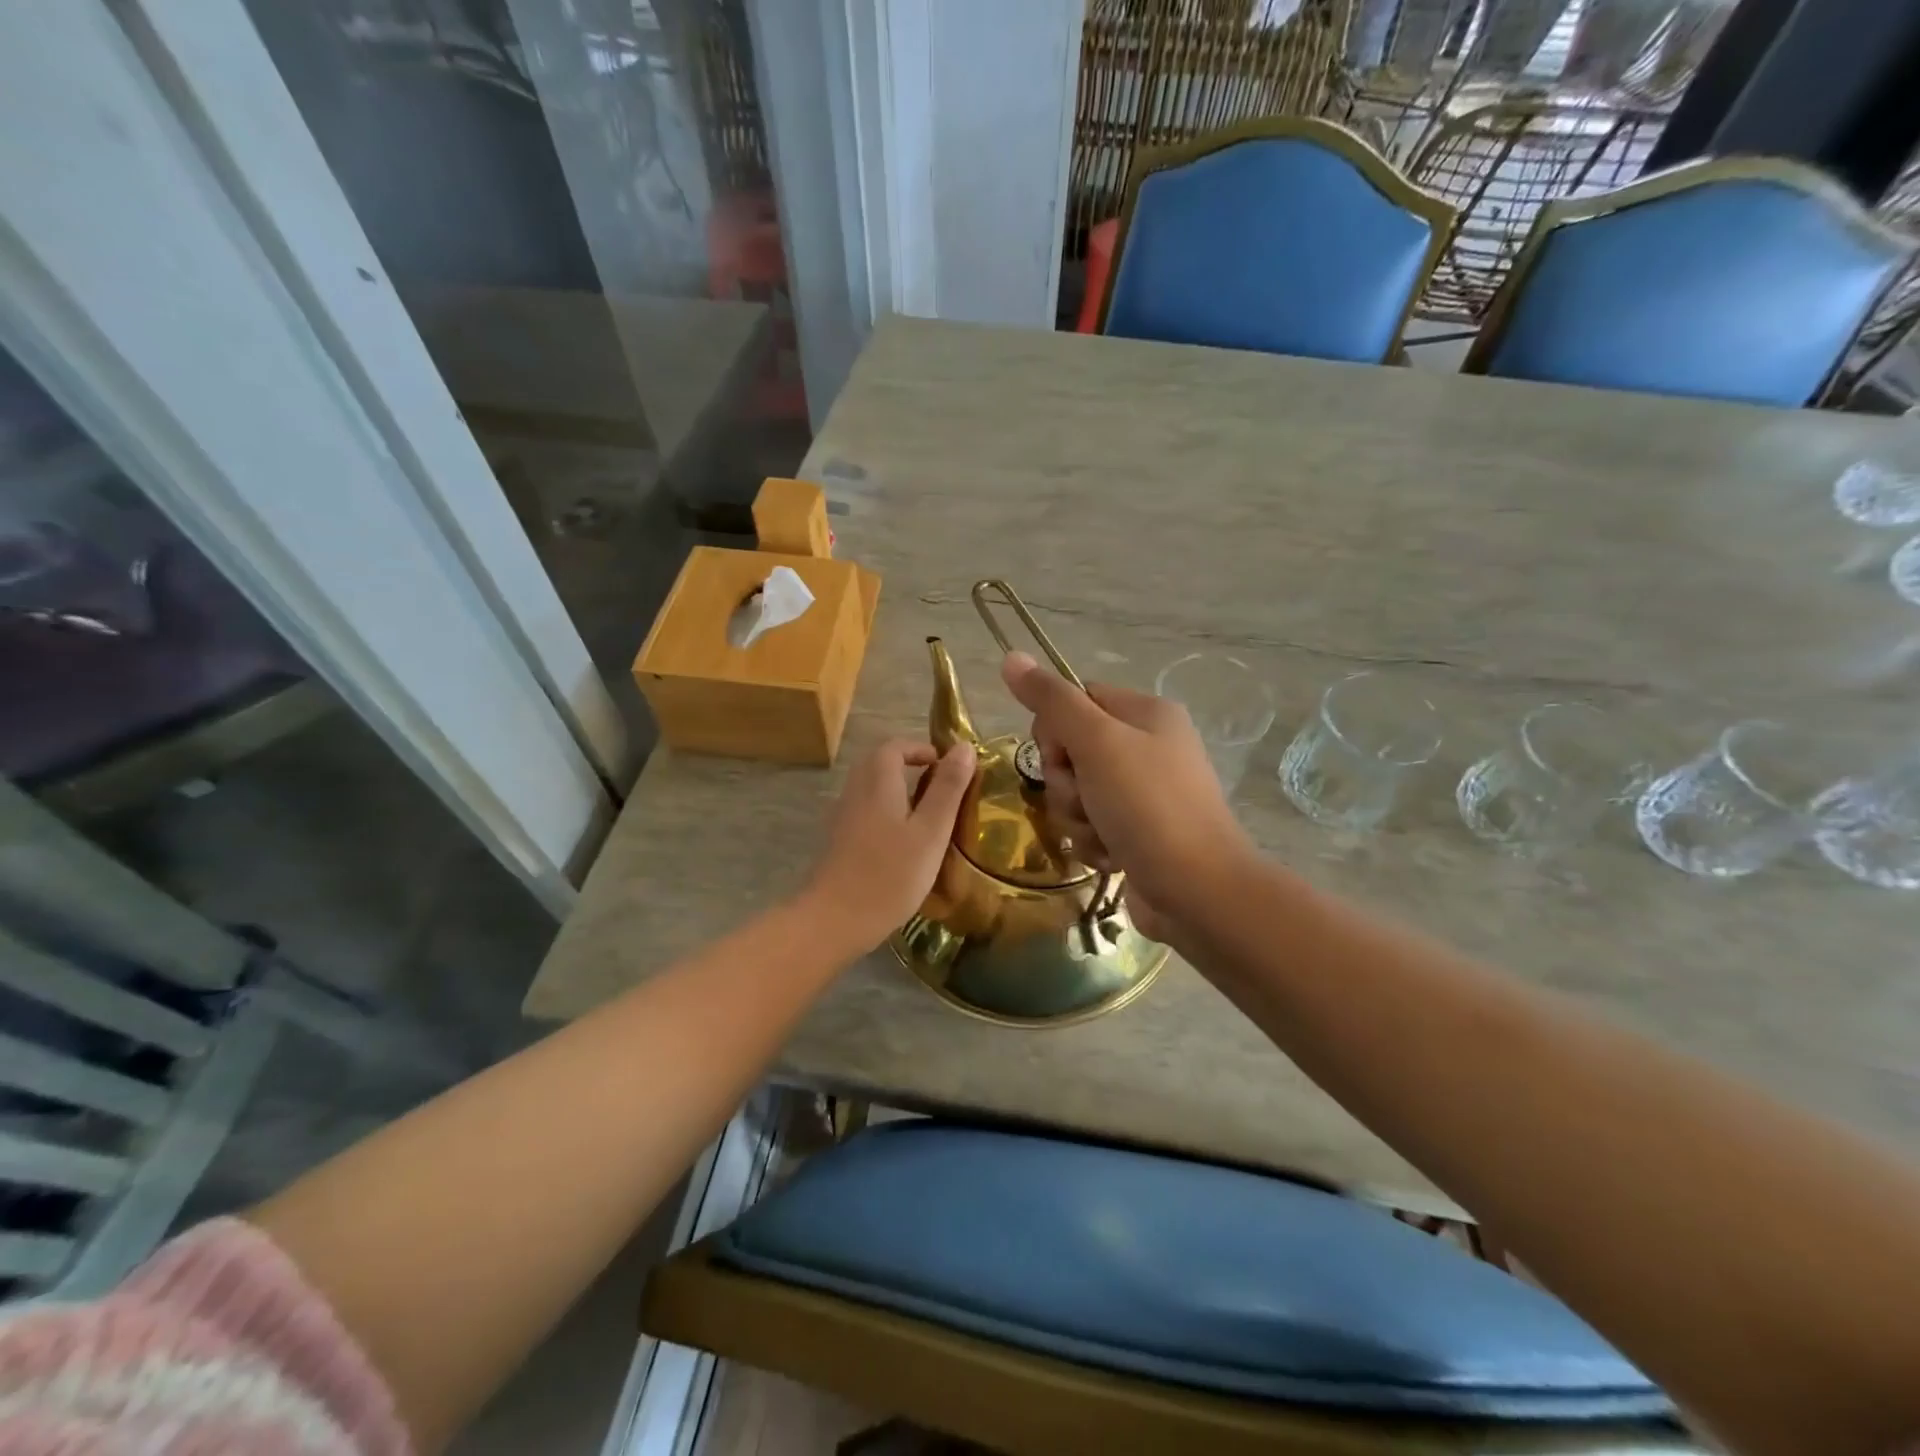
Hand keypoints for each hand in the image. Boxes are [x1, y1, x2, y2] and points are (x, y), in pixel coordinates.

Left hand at [802, 738, 974, 951]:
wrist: (834, 920)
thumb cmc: (890, 874)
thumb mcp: (931, 831)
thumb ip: (948, 788)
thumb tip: (965, 747)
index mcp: (877, 780)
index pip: (896, 746)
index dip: (923, 750)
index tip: (949, 769)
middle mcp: (855, 790)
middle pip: (881, 764)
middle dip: (911, 768)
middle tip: (943, 791)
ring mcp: (843, 816)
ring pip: (873, 789)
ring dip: (899, 793)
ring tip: (930, 818)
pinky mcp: (839, 841)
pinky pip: (866, 812)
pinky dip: (887, 814)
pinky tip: (904, 844)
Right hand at [1001, 652, 1254, 937]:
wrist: (1197, 891)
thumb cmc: (1148, 806)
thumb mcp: (1097, 743)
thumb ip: (1052, 701)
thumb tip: (1011, 657)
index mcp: (1145, 713)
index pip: (1075, 700)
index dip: (1055, 730)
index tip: (1062, 756)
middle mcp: (1146, 747)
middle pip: (1071, 750)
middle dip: (1066, 783)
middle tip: (1086, 799)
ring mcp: (1143, 793)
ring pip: (1076, 793)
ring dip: (1076, 817)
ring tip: (1102, 834)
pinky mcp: (1137, 832)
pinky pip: (1091, 825)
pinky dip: (1093, 842)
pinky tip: (1112, 857)